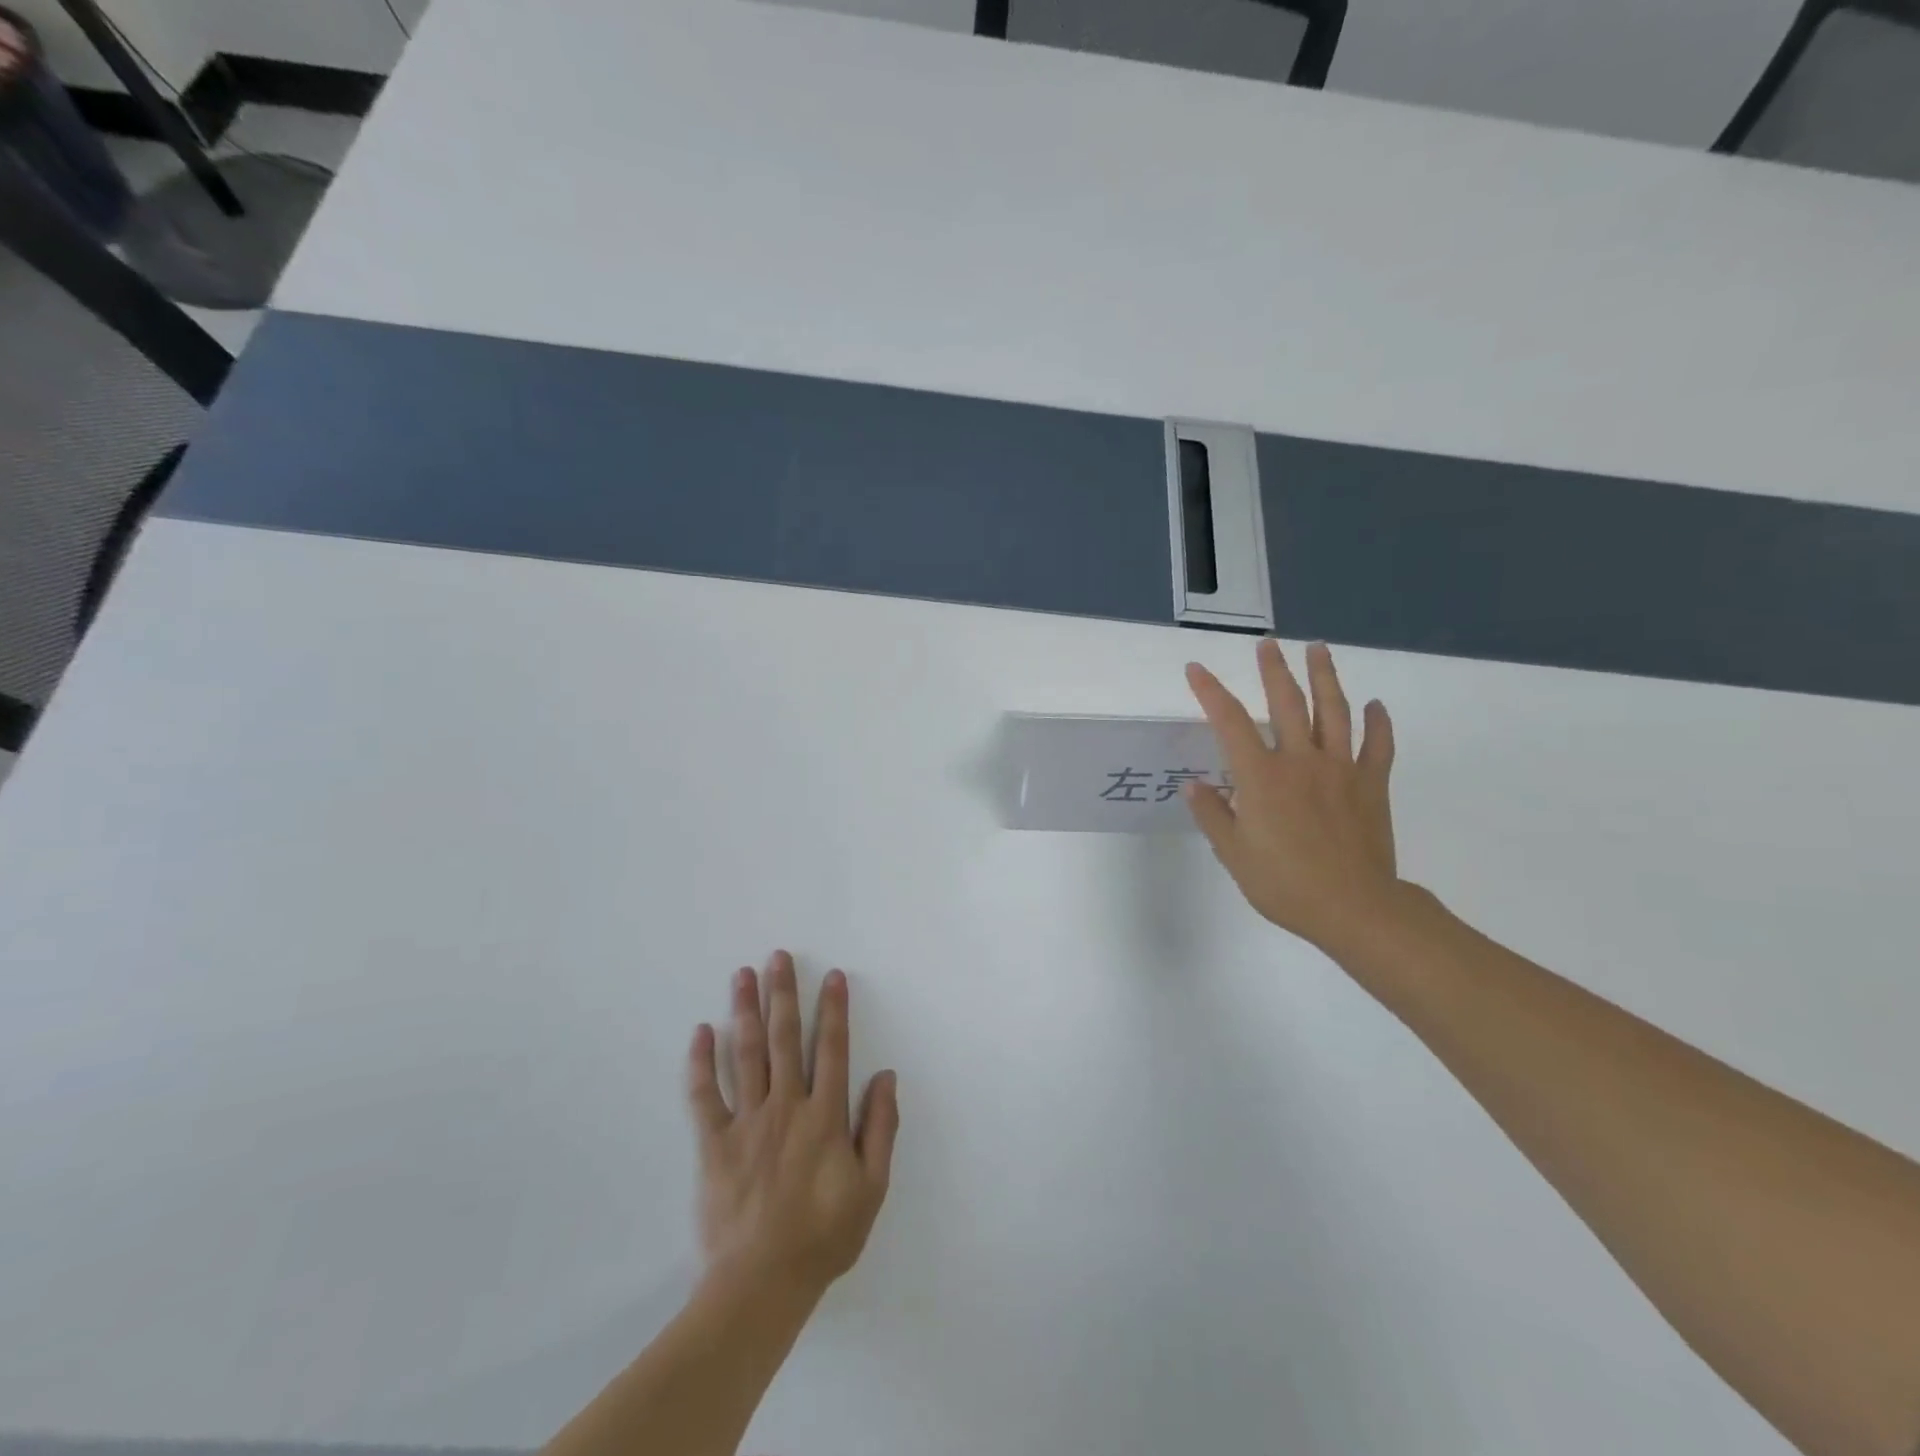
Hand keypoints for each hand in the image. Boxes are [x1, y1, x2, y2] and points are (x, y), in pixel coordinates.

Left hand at [686, 951, 899, 1300]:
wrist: (761, 1284)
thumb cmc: (823, 1236)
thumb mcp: (871, 1187)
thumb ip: (881, 1128)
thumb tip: (886, 1076)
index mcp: (824, 1116)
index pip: (832, 1049)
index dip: (834, 1010)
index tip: (833, 976)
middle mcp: (786, 1106)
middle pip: (784, 1039)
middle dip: (783, 994)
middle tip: (778, 957)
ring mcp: (747, 1122)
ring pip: (746, 1055)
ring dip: (746, 1011)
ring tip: (743, 975)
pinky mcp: (714, 1144)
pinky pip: (705, 1096)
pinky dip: (701, 1063)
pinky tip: (702, 1032)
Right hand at [1184, 640, 1400, 951]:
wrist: (1354, 908)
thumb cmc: (1284, 883)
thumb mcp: (1234, 853)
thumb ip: (1213, 814)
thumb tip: (1194, 785)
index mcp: (1261, 777)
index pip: (1230, 722)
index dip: (1211, 692)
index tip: (1196, 669)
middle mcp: (1300, 761)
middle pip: (1287, 703)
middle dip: (1274, 670)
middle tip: (1268, 644)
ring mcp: (1340, 770)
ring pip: (1334, 711)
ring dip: (1324, 677)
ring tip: (1318, 649)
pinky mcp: (1371, 785)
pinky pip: (1377, 746)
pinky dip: (1378, 723)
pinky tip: (1375, 705)